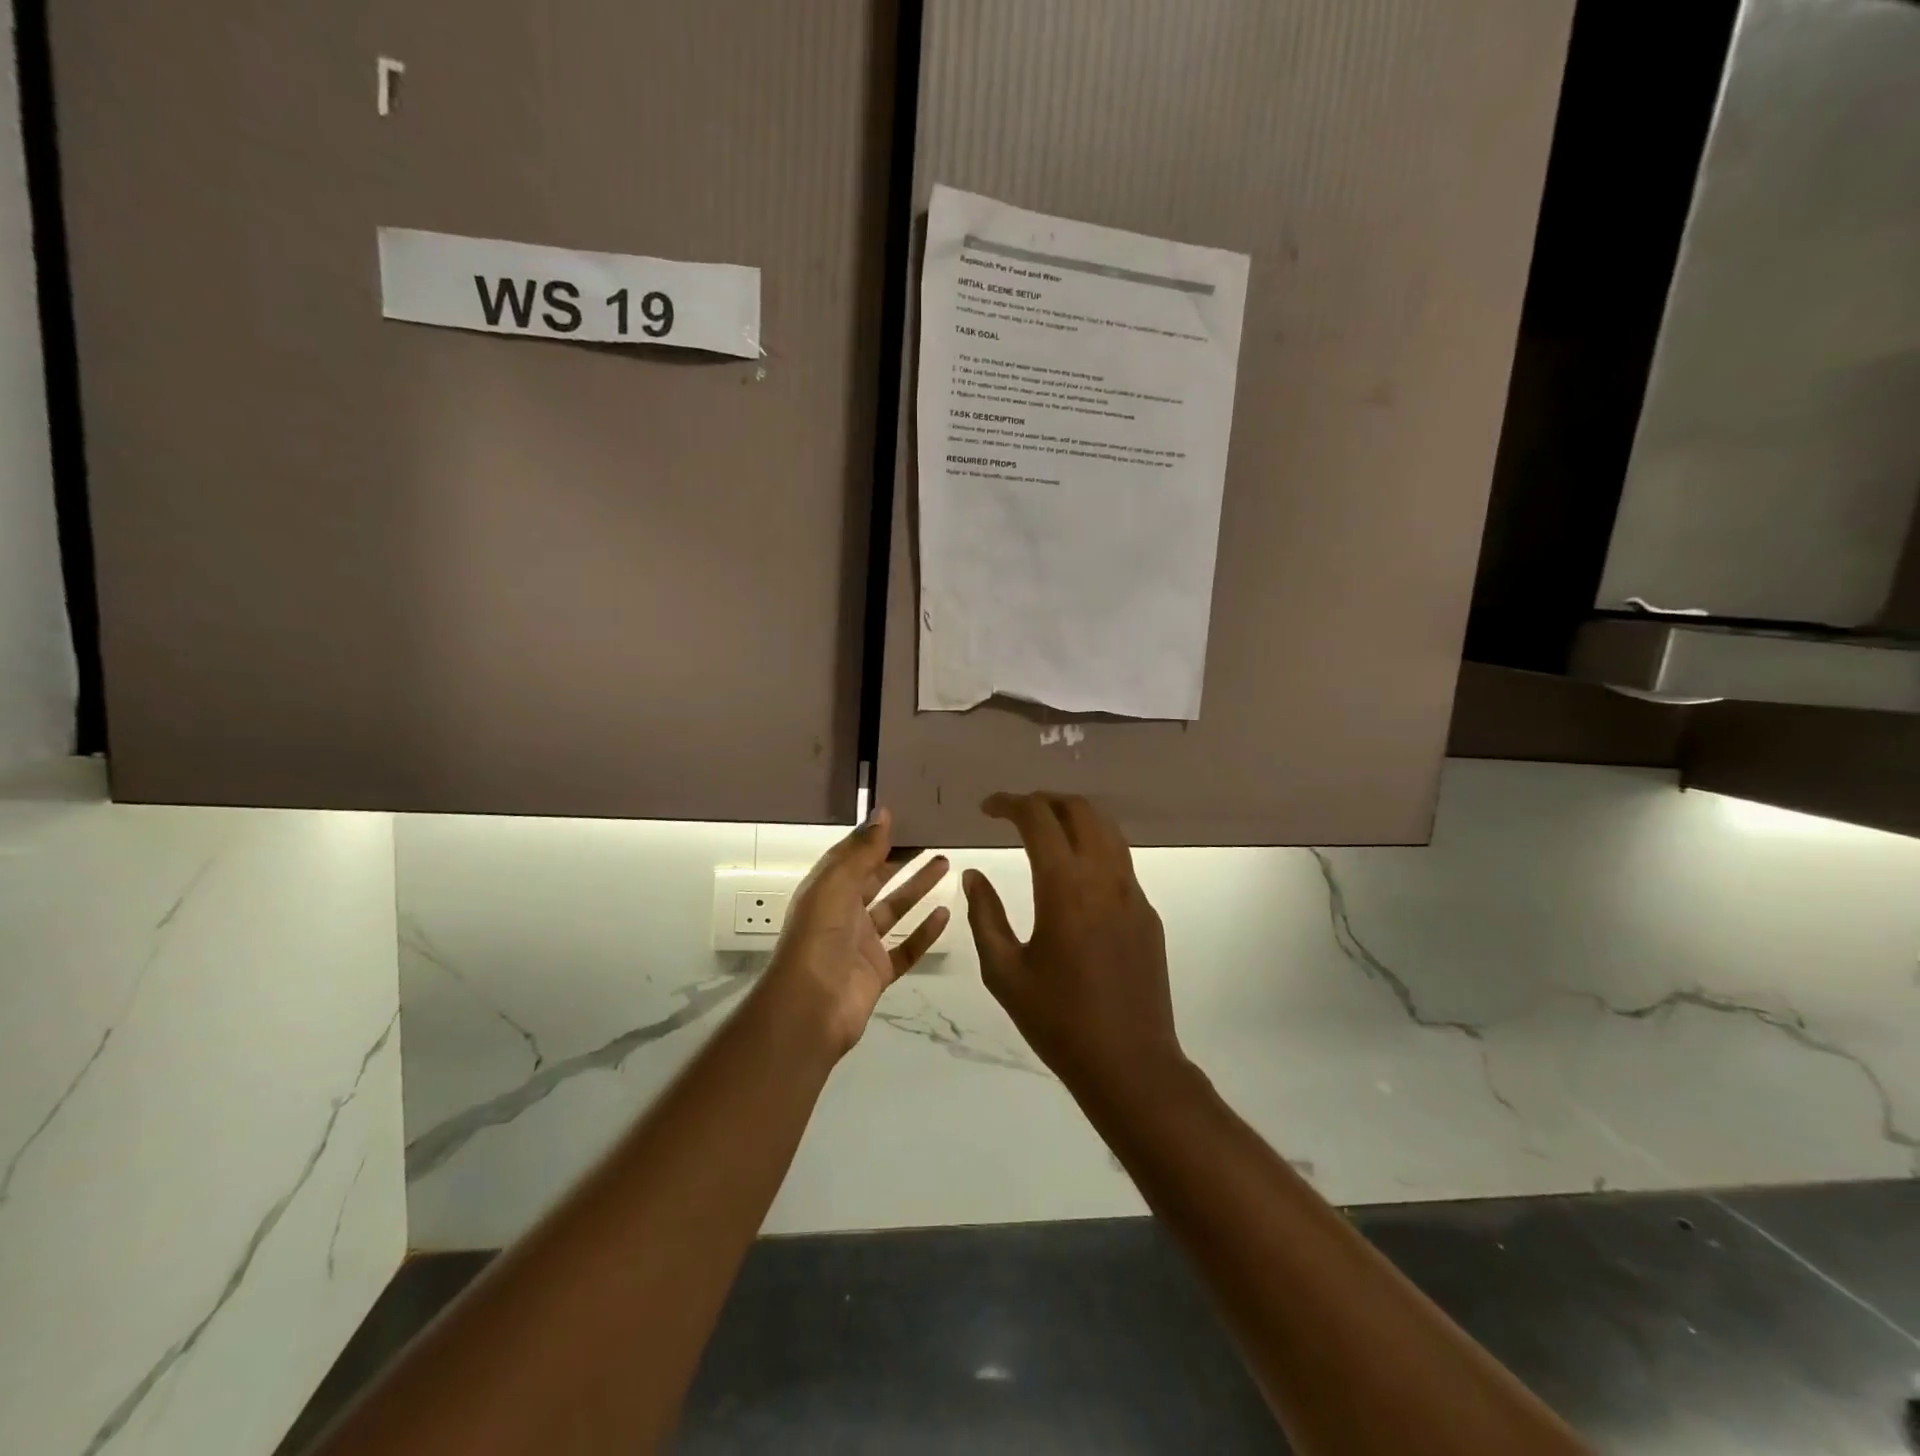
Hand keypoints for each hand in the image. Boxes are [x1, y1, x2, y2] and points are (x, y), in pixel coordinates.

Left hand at [764, 809, 950, 1056]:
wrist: (811, 1008)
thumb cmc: (819, 937)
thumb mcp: (837, 884)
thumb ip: (863, 851)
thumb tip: (884, 812)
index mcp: (827, 890)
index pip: (854, 856)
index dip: (877, 837)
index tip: (907, 817)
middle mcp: (843, 913)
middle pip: (877, 879)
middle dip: (901, 858)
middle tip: (933, 838)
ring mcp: (862, 944)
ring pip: (895, 909)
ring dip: (918, 888)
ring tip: (945, 864)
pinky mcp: (879, 971)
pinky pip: (906, 947)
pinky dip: (925, 932)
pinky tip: (945, 913)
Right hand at [962, 792, 1186, 1099]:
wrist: (1130, 1063)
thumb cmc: (1057, 1020)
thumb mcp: (1004, 972)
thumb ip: (985, 915)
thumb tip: (973, 875)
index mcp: (1064, 887)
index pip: (1038, 818)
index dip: (1009, 803)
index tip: (987, 808)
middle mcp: (1104, 877)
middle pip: (1080, 810)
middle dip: (1045, 801)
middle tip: (1016, 813)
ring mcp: (1132, 893)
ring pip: (1107, 830)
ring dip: (1073, 818)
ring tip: (1044, 832)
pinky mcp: (1147, 912)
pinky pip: (1120, 861)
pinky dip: (1093, 847)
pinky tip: (1074, 875)